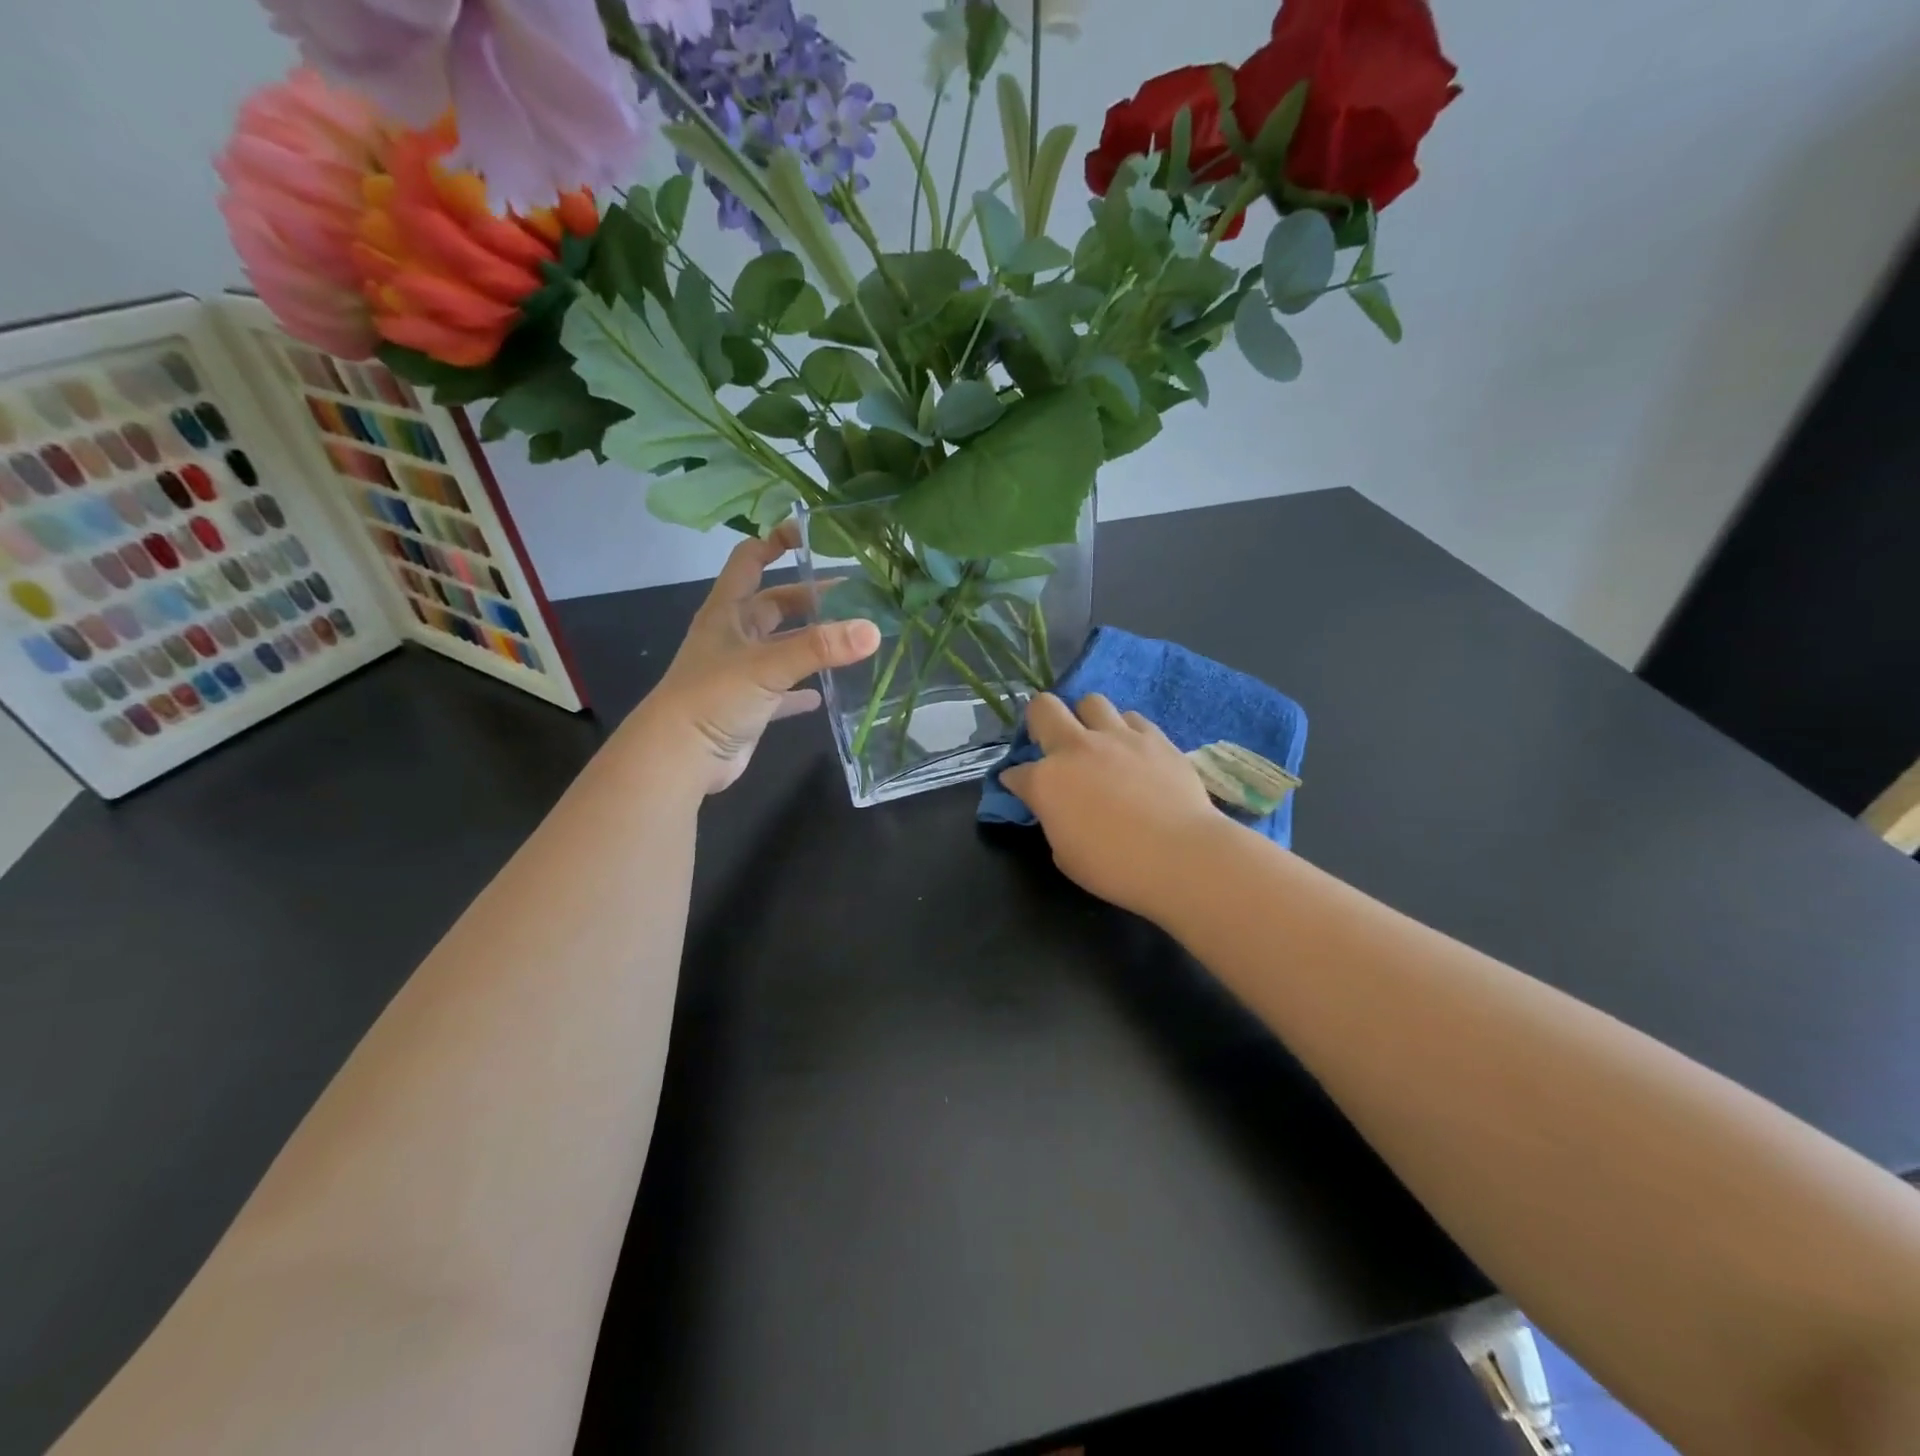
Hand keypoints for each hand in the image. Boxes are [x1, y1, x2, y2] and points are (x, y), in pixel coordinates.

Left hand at [629, 524, 879, 795]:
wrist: (680, 757)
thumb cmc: (715, 697)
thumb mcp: (768, 665)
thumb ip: (820, 647)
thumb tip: (873, 630)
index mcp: (728, 612)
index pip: (750, 560)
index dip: (775, 541)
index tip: (812, 534)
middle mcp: (733, 636)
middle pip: (774, 605)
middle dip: (810, 597)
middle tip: (854, 596)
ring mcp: (740, 672)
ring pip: (782, 647)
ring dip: (810, 643)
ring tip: (851, 638)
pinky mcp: (748, 706)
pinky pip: (782, 692)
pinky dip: (802, 690)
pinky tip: (827, 692)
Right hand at [1000, 694, 1225, 919]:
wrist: (1180, 855)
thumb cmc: (1115, 867)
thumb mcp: (1066, 855)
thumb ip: (1055, 822)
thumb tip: (1060, 809)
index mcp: (1046, 781)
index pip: (1016, 772)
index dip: (1014, 781)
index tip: (1020, 788)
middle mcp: (1076, 748)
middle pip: (1043, 708)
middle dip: (1038, 721)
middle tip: (1050, 742)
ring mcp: (1117, 737)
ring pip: (1091, 702)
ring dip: (1087, 719)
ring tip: (1097, 741)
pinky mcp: (1154, 737)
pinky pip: (1132, 719)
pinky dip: (1126, 731)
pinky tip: (1133, 750)